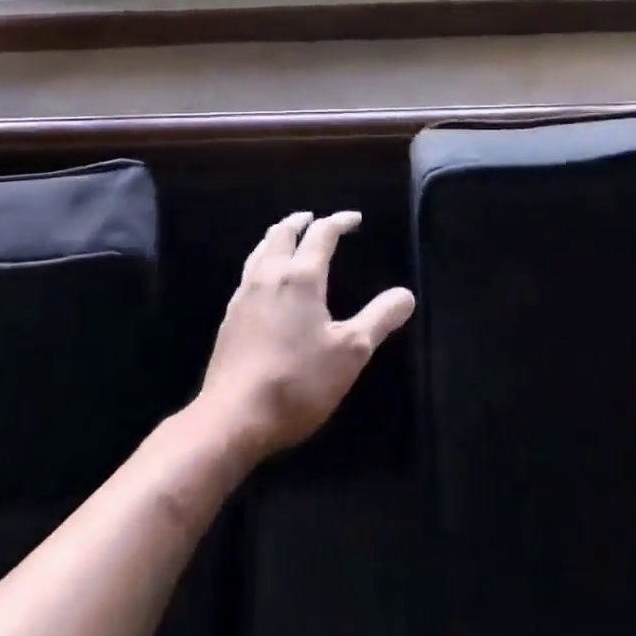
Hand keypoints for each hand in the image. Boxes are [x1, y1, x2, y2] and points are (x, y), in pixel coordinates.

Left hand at [195, 211, 415, 462]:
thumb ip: (379, 319)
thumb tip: (406, 294)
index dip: (339, 222)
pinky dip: (263, 261)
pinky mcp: (230, 318)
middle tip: (315, 218)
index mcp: (301, 278)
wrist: (234, 417)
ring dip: (277, 237)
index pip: (321, 235)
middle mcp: (269, 277)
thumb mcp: (351, 353)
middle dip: (301, 221)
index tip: (354, 219)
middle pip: (282, 234)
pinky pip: (248, 273)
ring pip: (260, 250)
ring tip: (288, 238)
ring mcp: (244, 296)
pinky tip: (265, 281)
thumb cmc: (298, 382)